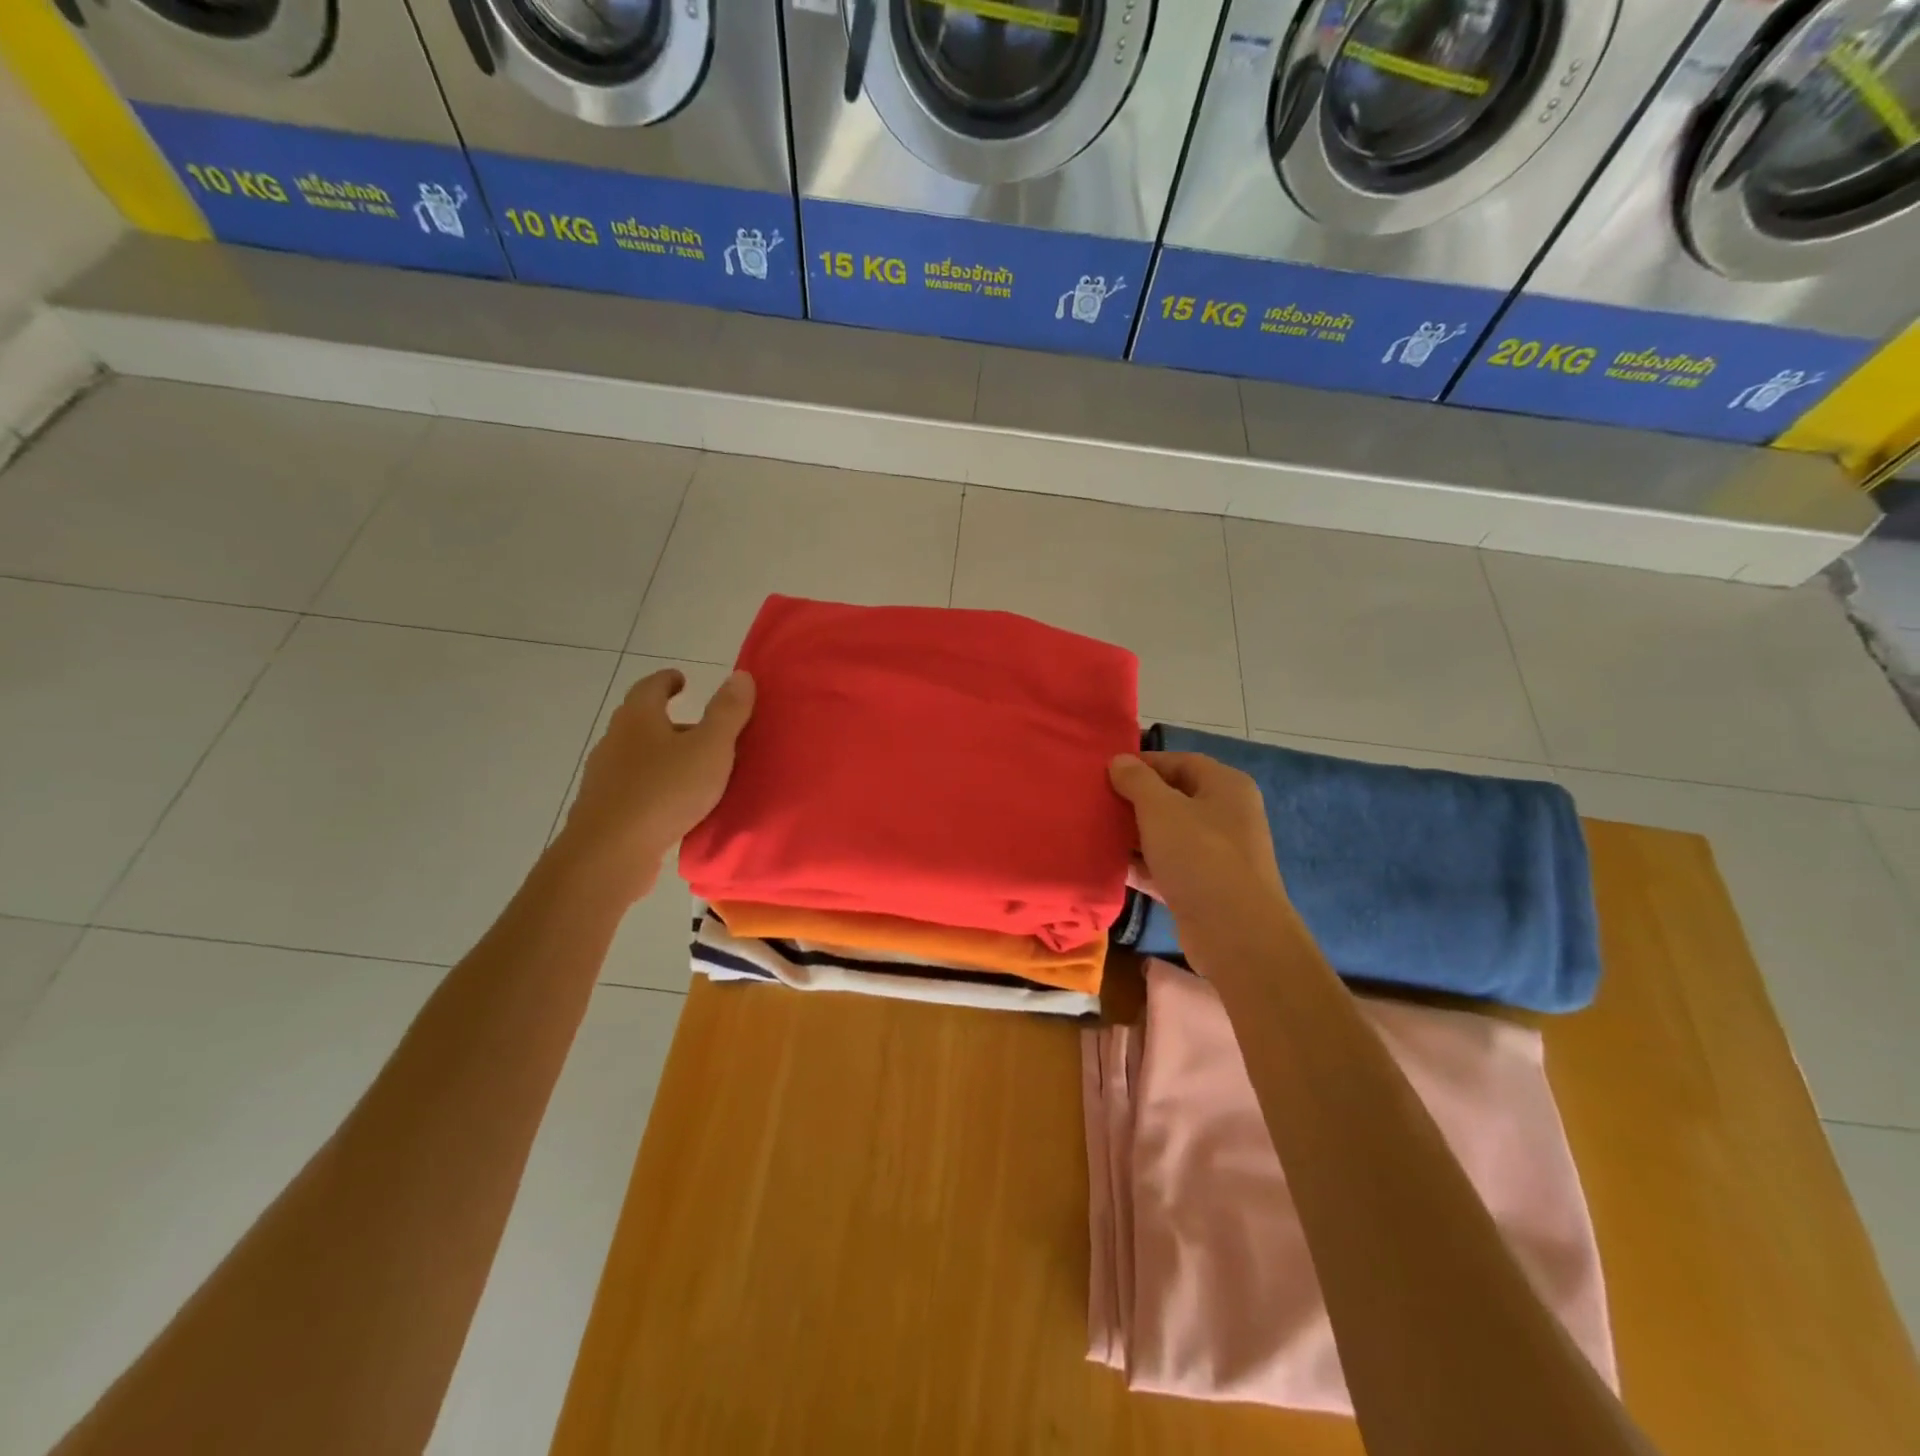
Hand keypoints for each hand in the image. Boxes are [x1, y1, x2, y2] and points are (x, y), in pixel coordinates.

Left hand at [557, 669, 754, 898]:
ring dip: (663, 757)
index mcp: (638, 719)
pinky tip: (675, 804)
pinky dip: (656, 787)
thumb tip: (740, 675)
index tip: (681, 679)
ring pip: (638, 757)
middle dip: (670, 721)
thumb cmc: (665, 791)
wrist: (610, 853)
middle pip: (642, 722)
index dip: (668, 680)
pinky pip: (635, 788)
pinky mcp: (605, 810)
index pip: (650, 687)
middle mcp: (615, 741)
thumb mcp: (710, 748)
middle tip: (701, 730)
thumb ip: (728, 712)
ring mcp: (605, 777)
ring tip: (694, 769)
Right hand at [1109, 752, 1290, 957]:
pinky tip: (1109, 866)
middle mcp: (1227, 815)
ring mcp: (1217, 854)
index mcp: (1226, 786)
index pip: (1180, 762)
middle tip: (1097, 802)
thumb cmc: (1200, 856)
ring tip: (1096, 831)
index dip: (1143, 764)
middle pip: (1173, 798)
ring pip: (1168, 834)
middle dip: (1135, 800)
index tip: (1106, 772)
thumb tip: (1119, 760)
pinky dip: (1142, 865)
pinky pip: (1167, 866)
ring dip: (1135, 834)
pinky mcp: (1204, 887)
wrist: (1235, 933)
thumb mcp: (1161, 809)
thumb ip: (1137, 780)